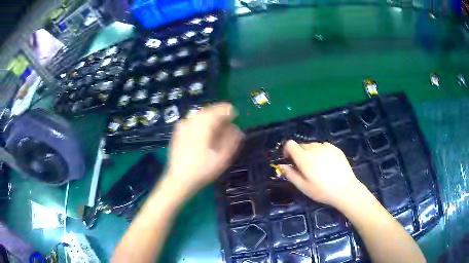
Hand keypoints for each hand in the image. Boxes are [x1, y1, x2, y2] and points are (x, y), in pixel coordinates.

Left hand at [165, 103, 243, 198]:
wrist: (179, 180)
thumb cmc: (203, 170)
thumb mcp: (223, 157)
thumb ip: (232, 140)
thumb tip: (236, 128)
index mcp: (204, 125)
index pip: (218, 110)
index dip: (228, 111)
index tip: (235, 115)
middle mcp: (192, 121)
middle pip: (208, 111)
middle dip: (219, 114)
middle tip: (228, 121)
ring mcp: (182, 126)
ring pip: (199, 116)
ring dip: (210, 118)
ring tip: (217, 127)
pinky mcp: (177, 133)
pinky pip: (191, 121)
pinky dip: (200, 123)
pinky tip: (203, 132)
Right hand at [280, 140, 365, 207]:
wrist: (345, 189)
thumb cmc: (322, 191)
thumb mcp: (303, 186)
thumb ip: (290, 174)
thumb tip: (281, 165)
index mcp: (304, 158)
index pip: (290, 144)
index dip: (287, 150)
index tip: (290, 160)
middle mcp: (314, 148)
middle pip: (302, 145)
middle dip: (299, 154)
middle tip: (304, 168)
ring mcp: (326, 147)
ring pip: (313, 145)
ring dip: (311, 153)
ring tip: (317, 166)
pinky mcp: (335, 148)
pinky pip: (324, 146)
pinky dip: (321, 152)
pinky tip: (327, 164)